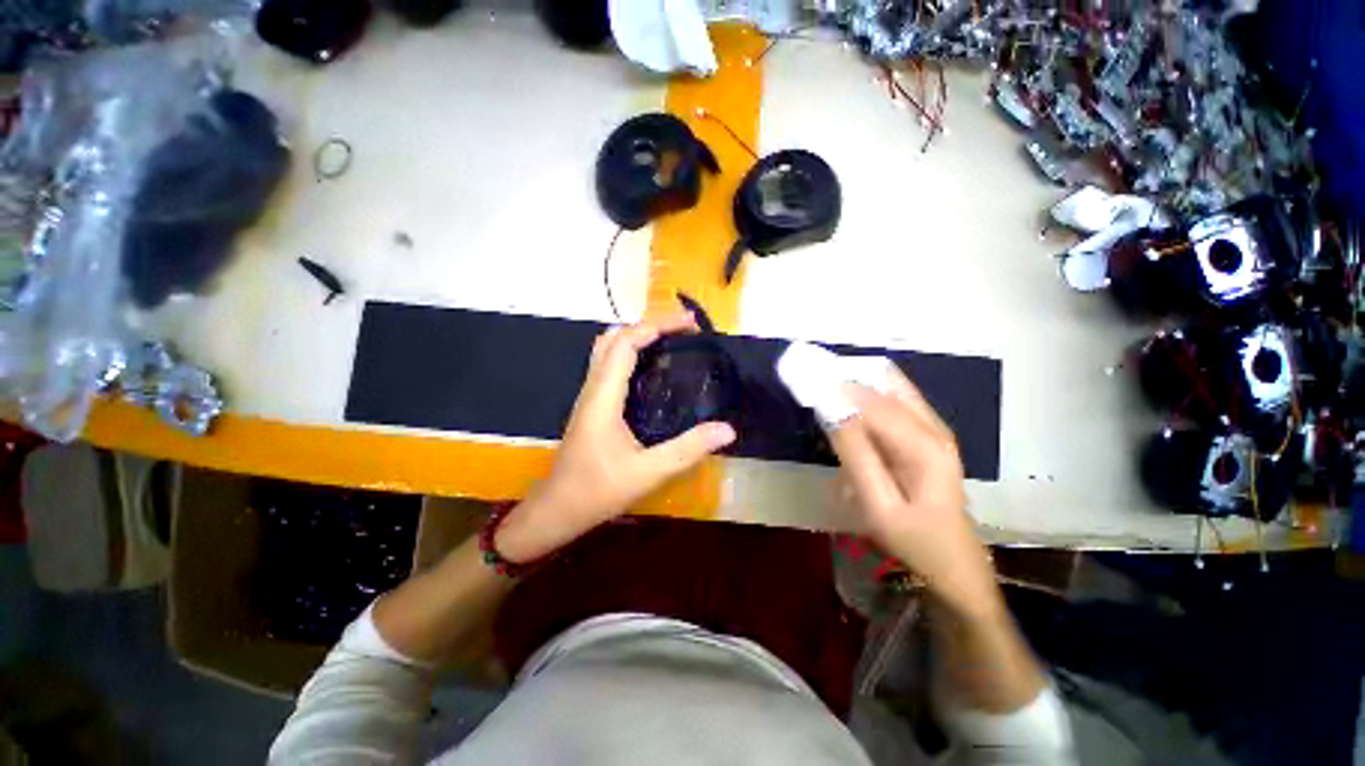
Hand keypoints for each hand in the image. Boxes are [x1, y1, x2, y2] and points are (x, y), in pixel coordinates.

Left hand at [495, 312, 736, 561]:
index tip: (689, 323)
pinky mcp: (592, 404)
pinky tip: (653, 369)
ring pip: (608, 349)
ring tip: (672, 340)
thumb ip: (687, 450)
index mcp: (603, 397)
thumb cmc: (598, 490)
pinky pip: (610, 365)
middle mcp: (593, 388)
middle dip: (649, 325)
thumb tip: (727, 429)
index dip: (656, 325)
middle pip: (614, 338)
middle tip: (683, 330)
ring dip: (639, 336)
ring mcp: (590, 395)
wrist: (558, 509)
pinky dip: (632, 353)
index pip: (625, 344)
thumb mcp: (648, 472)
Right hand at [828, 368, 1002, 619]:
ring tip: (824, 391)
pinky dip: (866, 396)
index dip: (837, 387)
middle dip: (847, 376)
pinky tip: (846, 409)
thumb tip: (833, 412)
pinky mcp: (926, 433)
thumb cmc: (914, 540)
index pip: (872, 401)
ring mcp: (933, 427)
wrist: (954, 562)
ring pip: (890, 386)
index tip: (806, 381)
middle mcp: (932, 425)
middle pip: (886, 382)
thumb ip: (856, 456)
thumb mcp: (878, 505)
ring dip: (856, 383)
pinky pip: (893, 401)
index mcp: (923, 445)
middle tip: (813, 382)